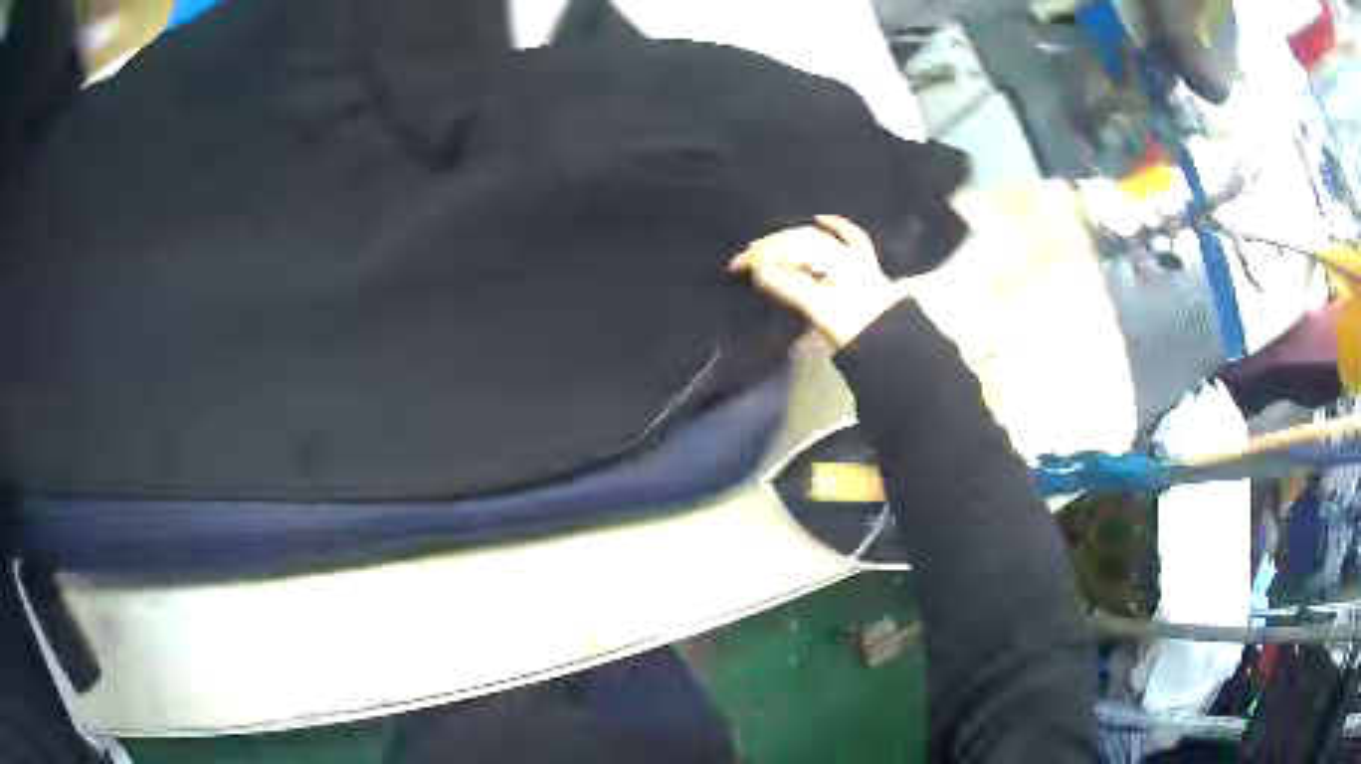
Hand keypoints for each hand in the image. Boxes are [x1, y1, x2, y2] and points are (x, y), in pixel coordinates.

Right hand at [729, 215, 903, 347]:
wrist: (892, 339)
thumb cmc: (851, 330)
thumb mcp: (815, 313)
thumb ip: (788, 288)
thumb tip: (761, 268)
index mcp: (821, 269)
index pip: (782, 256)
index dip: (757, 259)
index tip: (734, 266)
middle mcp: (836, 257)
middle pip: (797, 243)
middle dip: (769, 246)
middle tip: (747, 256)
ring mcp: (853, 257)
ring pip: (817, 238)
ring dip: (791, 236)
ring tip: (772, 243)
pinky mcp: (867, 262)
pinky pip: (852, 237)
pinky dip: (836, 225)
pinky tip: (820, 217)